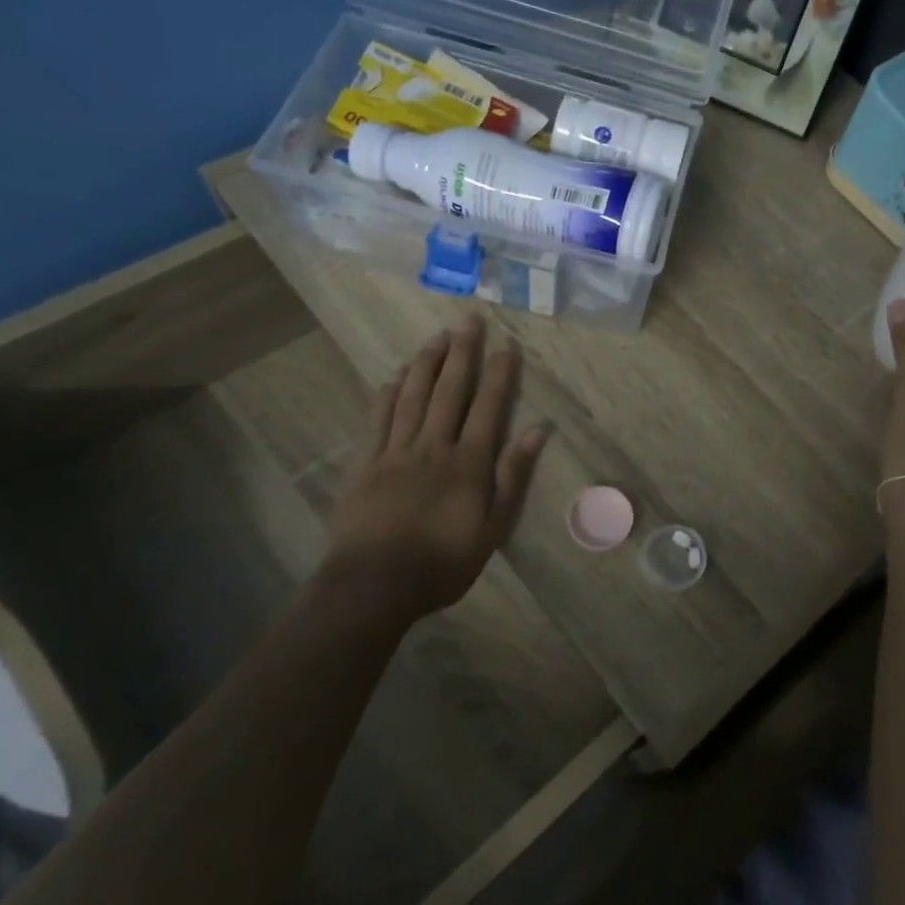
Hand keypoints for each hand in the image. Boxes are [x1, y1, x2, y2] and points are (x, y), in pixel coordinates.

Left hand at [317, 315, 549, 626]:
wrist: (375, 584)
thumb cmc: (443, 561)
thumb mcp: (494, 526)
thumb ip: (513, 475)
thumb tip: (537, 430)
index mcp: (468, 462)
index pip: (488, 406)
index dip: (499, 373)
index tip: (507, 344)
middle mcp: (433, 446)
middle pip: (449, 391)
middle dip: (461, 354)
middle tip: (467, 321)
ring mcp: (395, 452)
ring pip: (413, 397)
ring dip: (425, 364)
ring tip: (436, 337)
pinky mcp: (366, 464)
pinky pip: (378, 420)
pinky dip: (387, 394)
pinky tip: (394, 376)